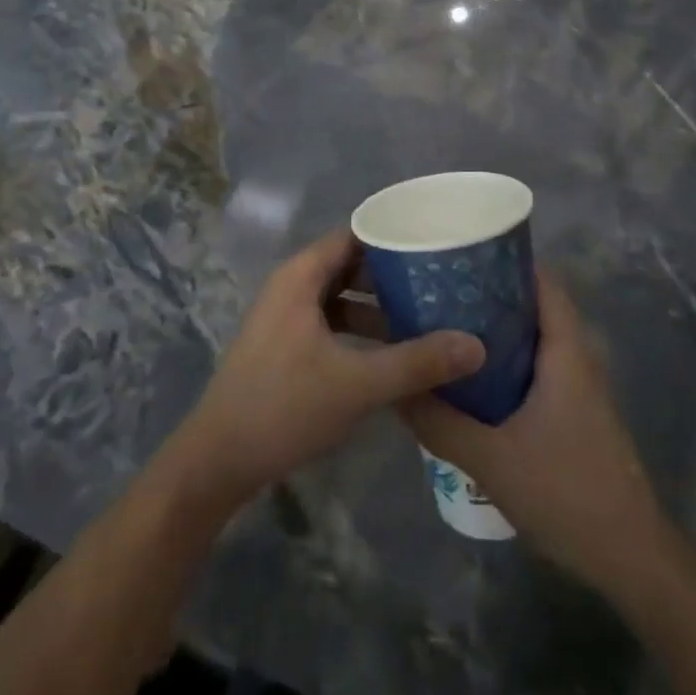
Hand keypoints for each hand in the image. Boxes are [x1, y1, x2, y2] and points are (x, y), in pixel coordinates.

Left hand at [161, 230, 484, 512]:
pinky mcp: (285, 345)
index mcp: (301, 276)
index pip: (355, 234)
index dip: (394, 235)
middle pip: (350, 264)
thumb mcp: (357, 384)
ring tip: (426, 316)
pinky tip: (392, 352)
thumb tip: (476, 344)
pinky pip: (331, 321)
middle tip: (441, 281)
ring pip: (341, 296)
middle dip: (393, 272)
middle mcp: (292, 286)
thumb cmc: (284, 406)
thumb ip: (417, 363)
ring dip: (378, 305)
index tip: (437, 243)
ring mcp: (286, 316)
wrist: (218, 460)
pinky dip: (360, 329)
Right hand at [400, 272, 675, 593]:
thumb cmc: (567, 494)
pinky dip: (502, 359)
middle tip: (436, 284)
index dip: (504, 258)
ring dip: (492, 327)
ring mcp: (577, 387)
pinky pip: (533, 366)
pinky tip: (467, 374)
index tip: (459, 248)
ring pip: (531, 338)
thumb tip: (393, 386)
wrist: (631, 561)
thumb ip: (439, 421)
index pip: (541, 281)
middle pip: (532, 304)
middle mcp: (575, 358)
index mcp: (565, 352)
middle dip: (486, 290)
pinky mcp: (571, 412)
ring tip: (441, 321)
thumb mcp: (491, 459)